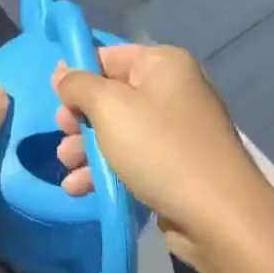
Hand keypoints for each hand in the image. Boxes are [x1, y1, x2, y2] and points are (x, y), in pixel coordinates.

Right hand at [52, 44, 273, 269]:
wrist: (218, 216)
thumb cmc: (159, 149)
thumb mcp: (109, 107)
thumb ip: (78, 84)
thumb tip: (62, 72)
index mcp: (163, 64)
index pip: (108, 56)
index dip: (78, 75)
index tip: (55, 100)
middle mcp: (171, 90)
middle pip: (110, 95)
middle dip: (79, 119)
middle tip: (63, 137)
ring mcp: (174, 131)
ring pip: (116, 130)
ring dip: (85, 148)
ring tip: (68, 168)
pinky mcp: (173, 166)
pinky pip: (130, 159)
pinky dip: (104, 170)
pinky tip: (80, 189)